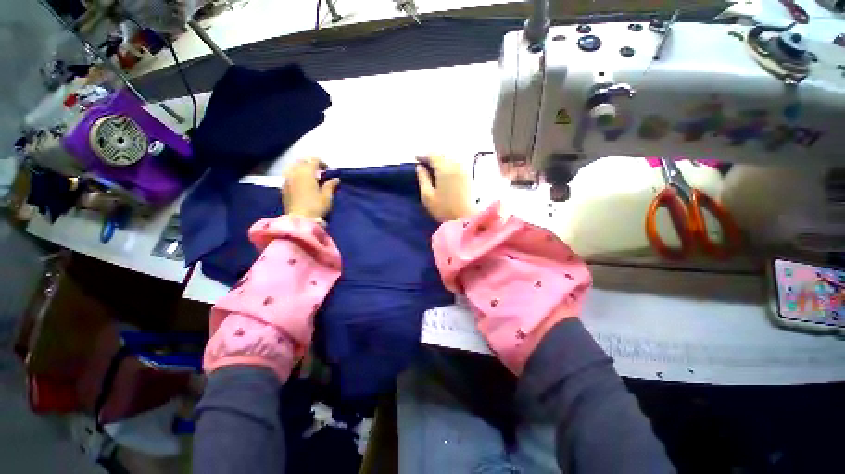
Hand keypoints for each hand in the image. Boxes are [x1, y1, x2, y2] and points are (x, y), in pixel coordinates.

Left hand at [282, 158, 339, 219]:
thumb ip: (330, 185)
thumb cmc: (316, 207)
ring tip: (309, 178)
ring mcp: (287, 180)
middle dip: (310, 164)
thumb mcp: (327, 197)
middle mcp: (295, 173)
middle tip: (319, 172)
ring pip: (293, 167)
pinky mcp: (283, 188)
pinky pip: (289, 175)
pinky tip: (301, 184)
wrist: (300, 220)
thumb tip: (335, 179)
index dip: (322, 163)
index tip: (328, 170)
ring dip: (302, 169)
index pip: (313, 160)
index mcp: (307, 173)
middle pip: (302, 161)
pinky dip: (295, 175)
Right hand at [415, 155, 472, 222]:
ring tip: (433, 166)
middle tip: (423, 161)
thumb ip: (423, 179)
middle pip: (443, 154)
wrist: (466, 219)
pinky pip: (457, 163)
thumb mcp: (427, 196)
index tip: (416, 158)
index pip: (433, 155)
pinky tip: (444, 171)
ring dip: (441, 159)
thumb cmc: (444, 210)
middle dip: (432, 156)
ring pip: (451, 158)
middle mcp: (456, 165)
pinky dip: (449, 164)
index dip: (423, 155)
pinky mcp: (469, 176)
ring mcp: (464, 170)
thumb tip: (420, 167)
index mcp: (445, 169)